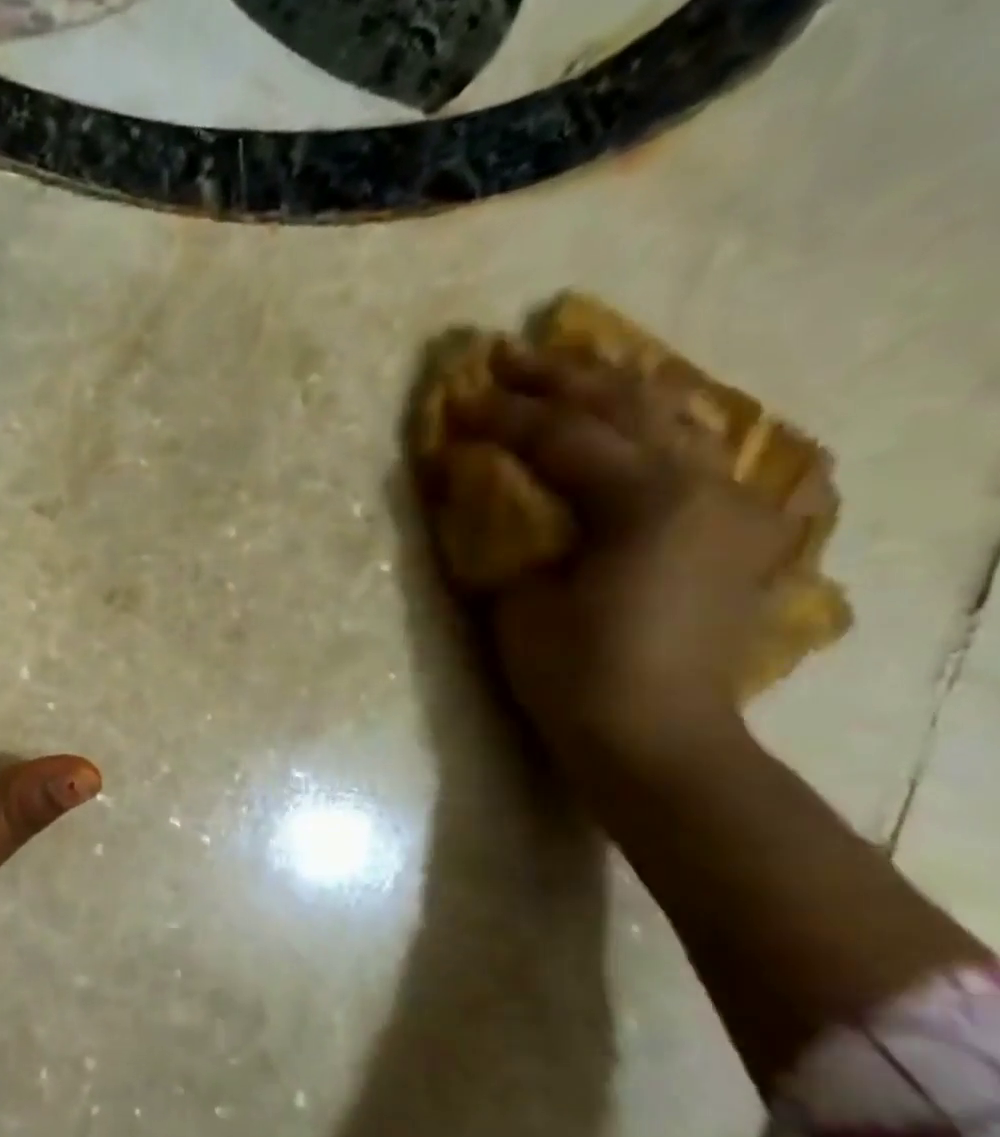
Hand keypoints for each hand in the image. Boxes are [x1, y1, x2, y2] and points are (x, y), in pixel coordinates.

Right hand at [444, 342, 823, 771]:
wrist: (654, 736)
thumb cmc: (575, 675)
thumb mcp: (519, 602)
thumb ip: (506, 533)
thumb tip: (479, 488)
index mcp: (644, 501)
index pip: (560, 436)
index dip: (500, 415)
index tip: (452, 399)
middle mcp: (698, 484)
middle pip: (624, 407)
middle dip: (558, 377)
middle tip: (503, 356)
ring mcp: (724, 504)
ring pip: (668, 419)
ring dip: (610, 389)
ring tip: (564, 367)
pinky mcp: (726, 530)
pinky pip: (688, 453)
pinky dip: (649, 427)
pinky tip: (627, 418)